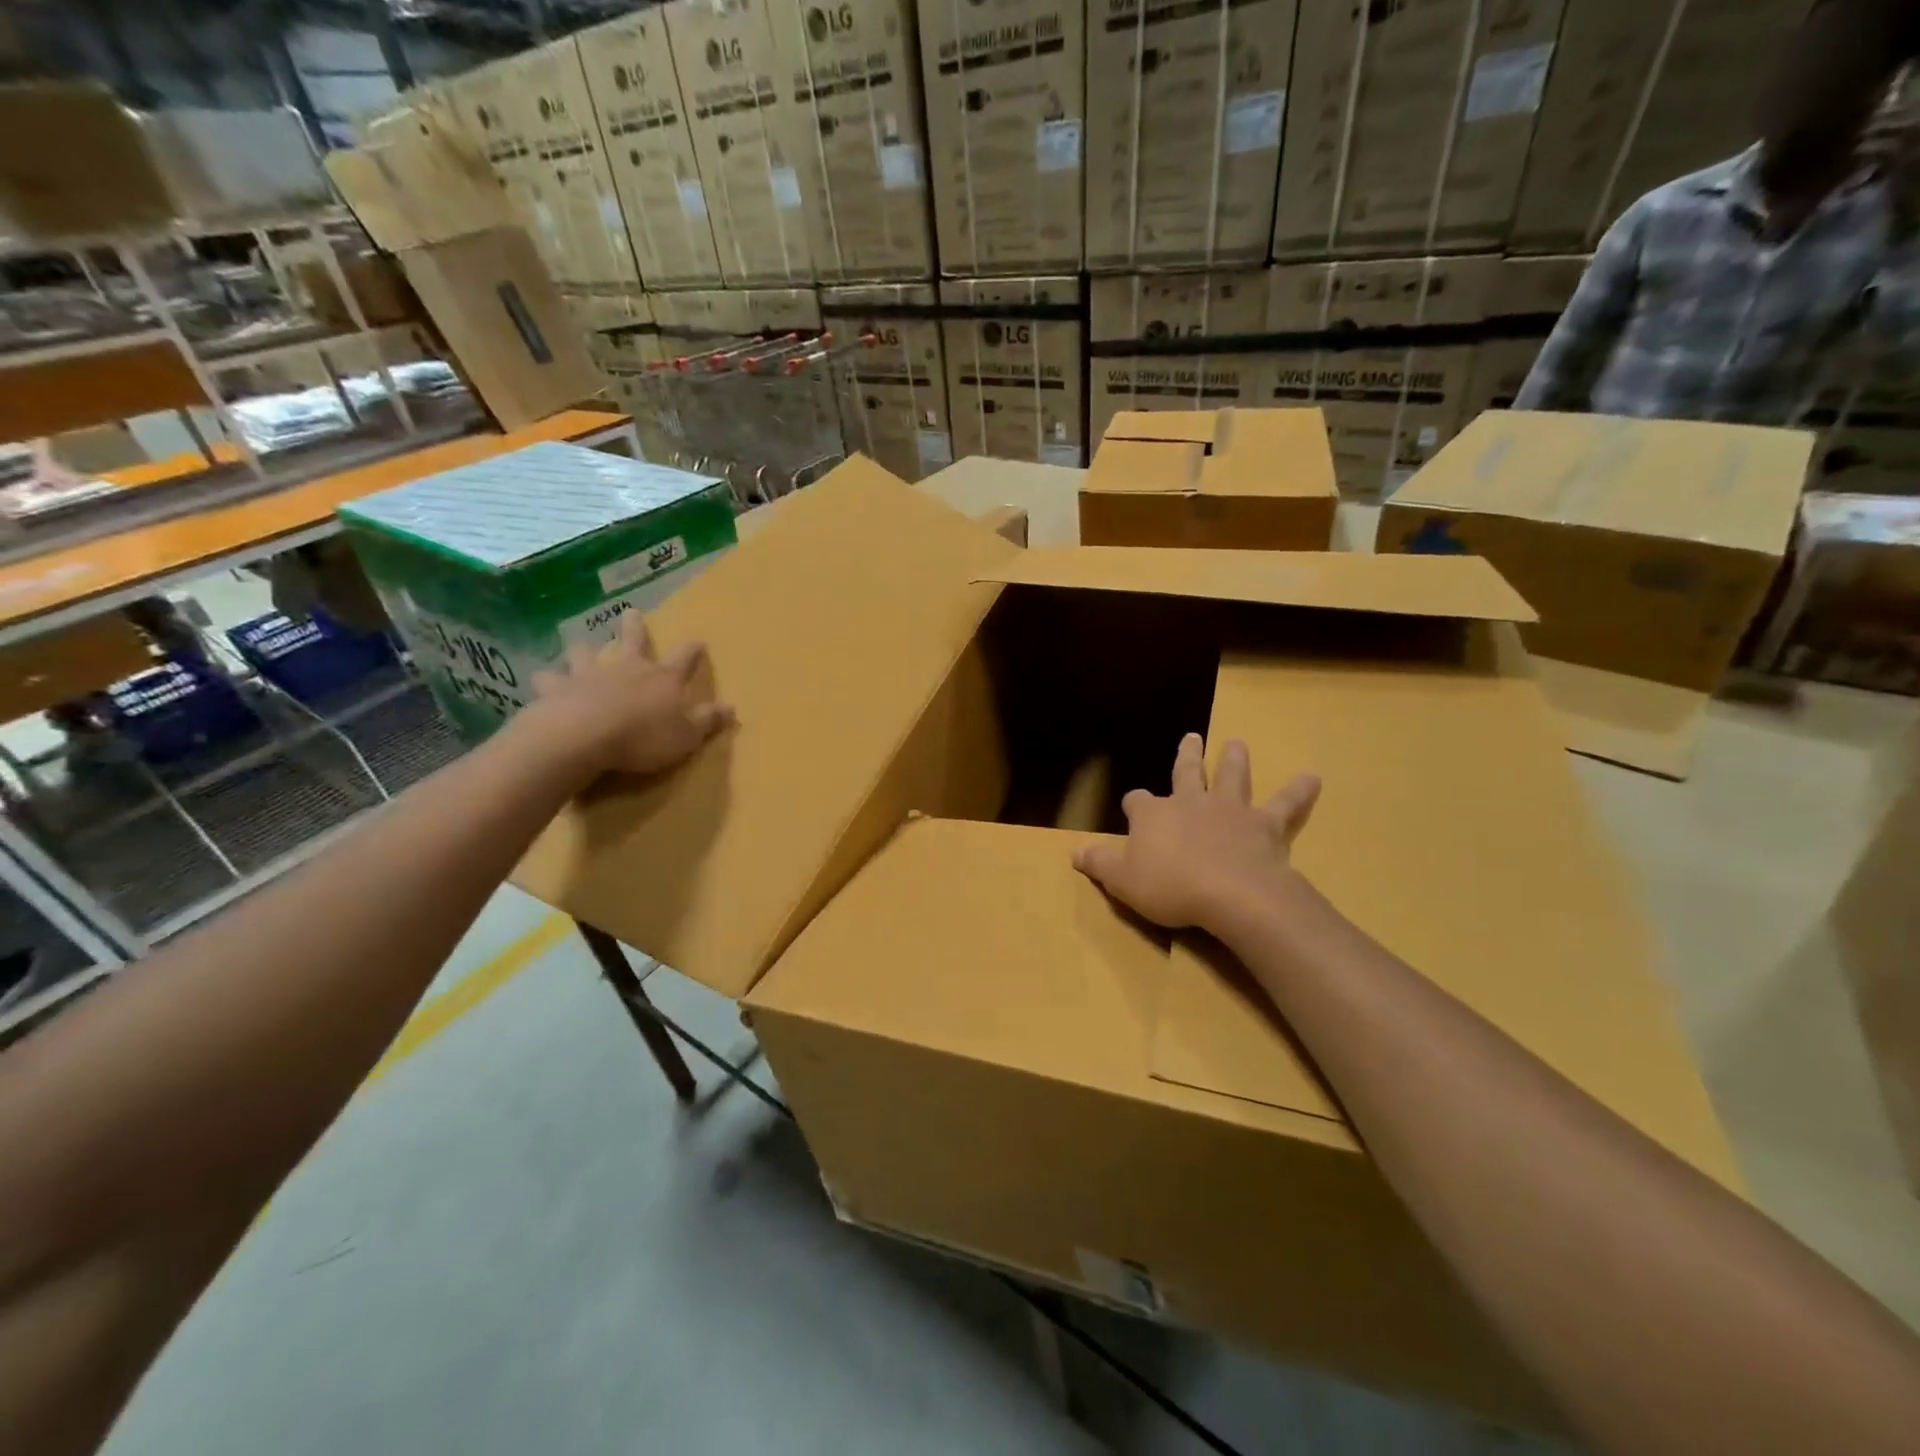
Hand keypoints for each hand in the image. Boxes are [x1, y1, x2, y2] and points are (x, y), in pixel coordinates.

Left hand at [528, 613, 733, 778]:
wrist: (584, 736)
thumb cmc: (643, 737)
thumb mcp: (687, 735)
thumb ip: (708, 720)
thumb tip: (732, 707)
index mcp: (662, 678)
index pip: (684, 659)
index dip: (693, 650)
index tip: (698, 641)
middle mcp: (626, 668)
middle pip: (631, 639)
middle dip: (633, 626)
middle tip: (630, 612)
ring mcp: (588, 674)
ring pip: (584, 653)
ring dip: (583, 651)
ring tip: (578, 650)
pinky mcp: (555, 689)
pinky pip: (547, 679)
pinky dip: (546, 680)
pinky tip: (541, 684)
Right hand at [1073, 733, 1318, 931]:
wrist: (1230, 893)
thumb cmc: (1169, 886)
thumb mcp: (1122, 881)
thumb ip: (1099, 864)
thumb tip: (1074, 853)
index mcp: (1154, 815)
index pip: (1137, 801)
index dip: (1134, 804)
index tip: (1132, 807)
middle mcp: (1191, 803)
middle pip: (1186, 773)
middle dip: (1187, 756)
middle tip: (1192, 737)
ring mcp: (1230, 810)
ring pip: (1232, 776)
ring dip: (1234, 759)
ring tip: (1237, 743)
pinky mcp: (1265, 825)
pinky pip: (1285, 804)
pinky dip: (1299, 791)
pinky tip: (1313, 779)